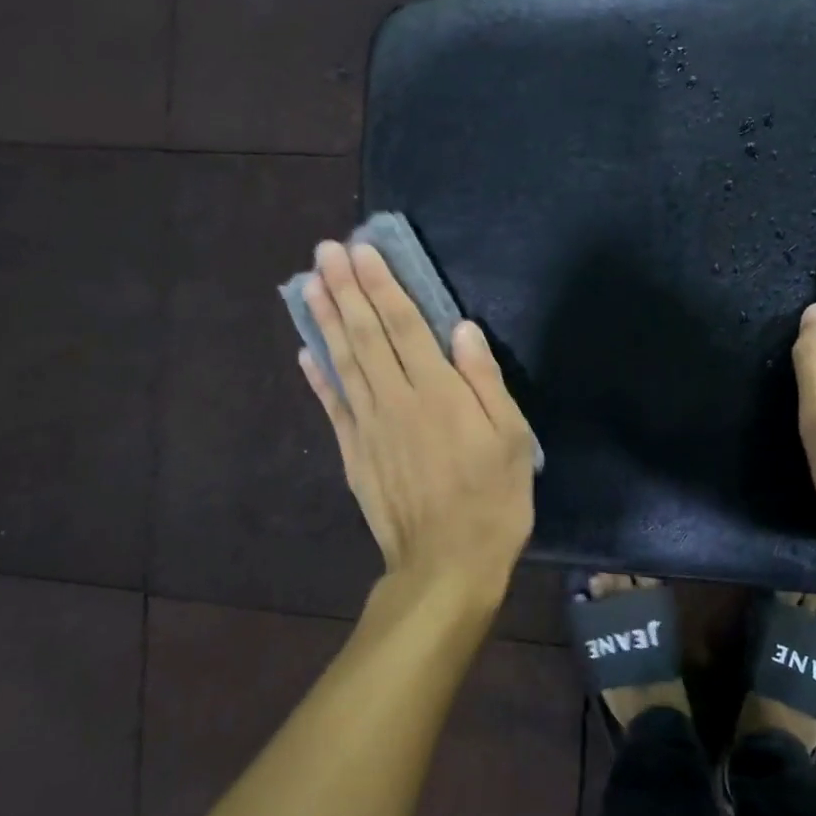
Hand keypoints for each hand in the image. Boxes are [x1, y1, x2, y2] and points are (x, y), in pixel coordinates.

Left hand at [299, 241, 536, 604]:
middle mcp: (396, 399)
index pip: (404, 325)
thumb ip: (484, 379)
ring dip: (326, 320)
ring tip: (311, 284)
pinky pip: (332, 406)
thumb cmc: (492, 499)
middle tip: (325, 252)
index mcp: (438, 391)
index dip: (382, 286)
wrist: (446, 564)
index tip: (361, 251)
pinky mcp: (354, 454)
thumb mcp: (510, 437)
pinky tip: (305, 352)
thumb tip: (461, 329)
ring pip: (343, 362)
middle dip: (346, 289)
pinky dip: (318, 377)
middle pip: (365, 335)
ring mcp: (369, 427)